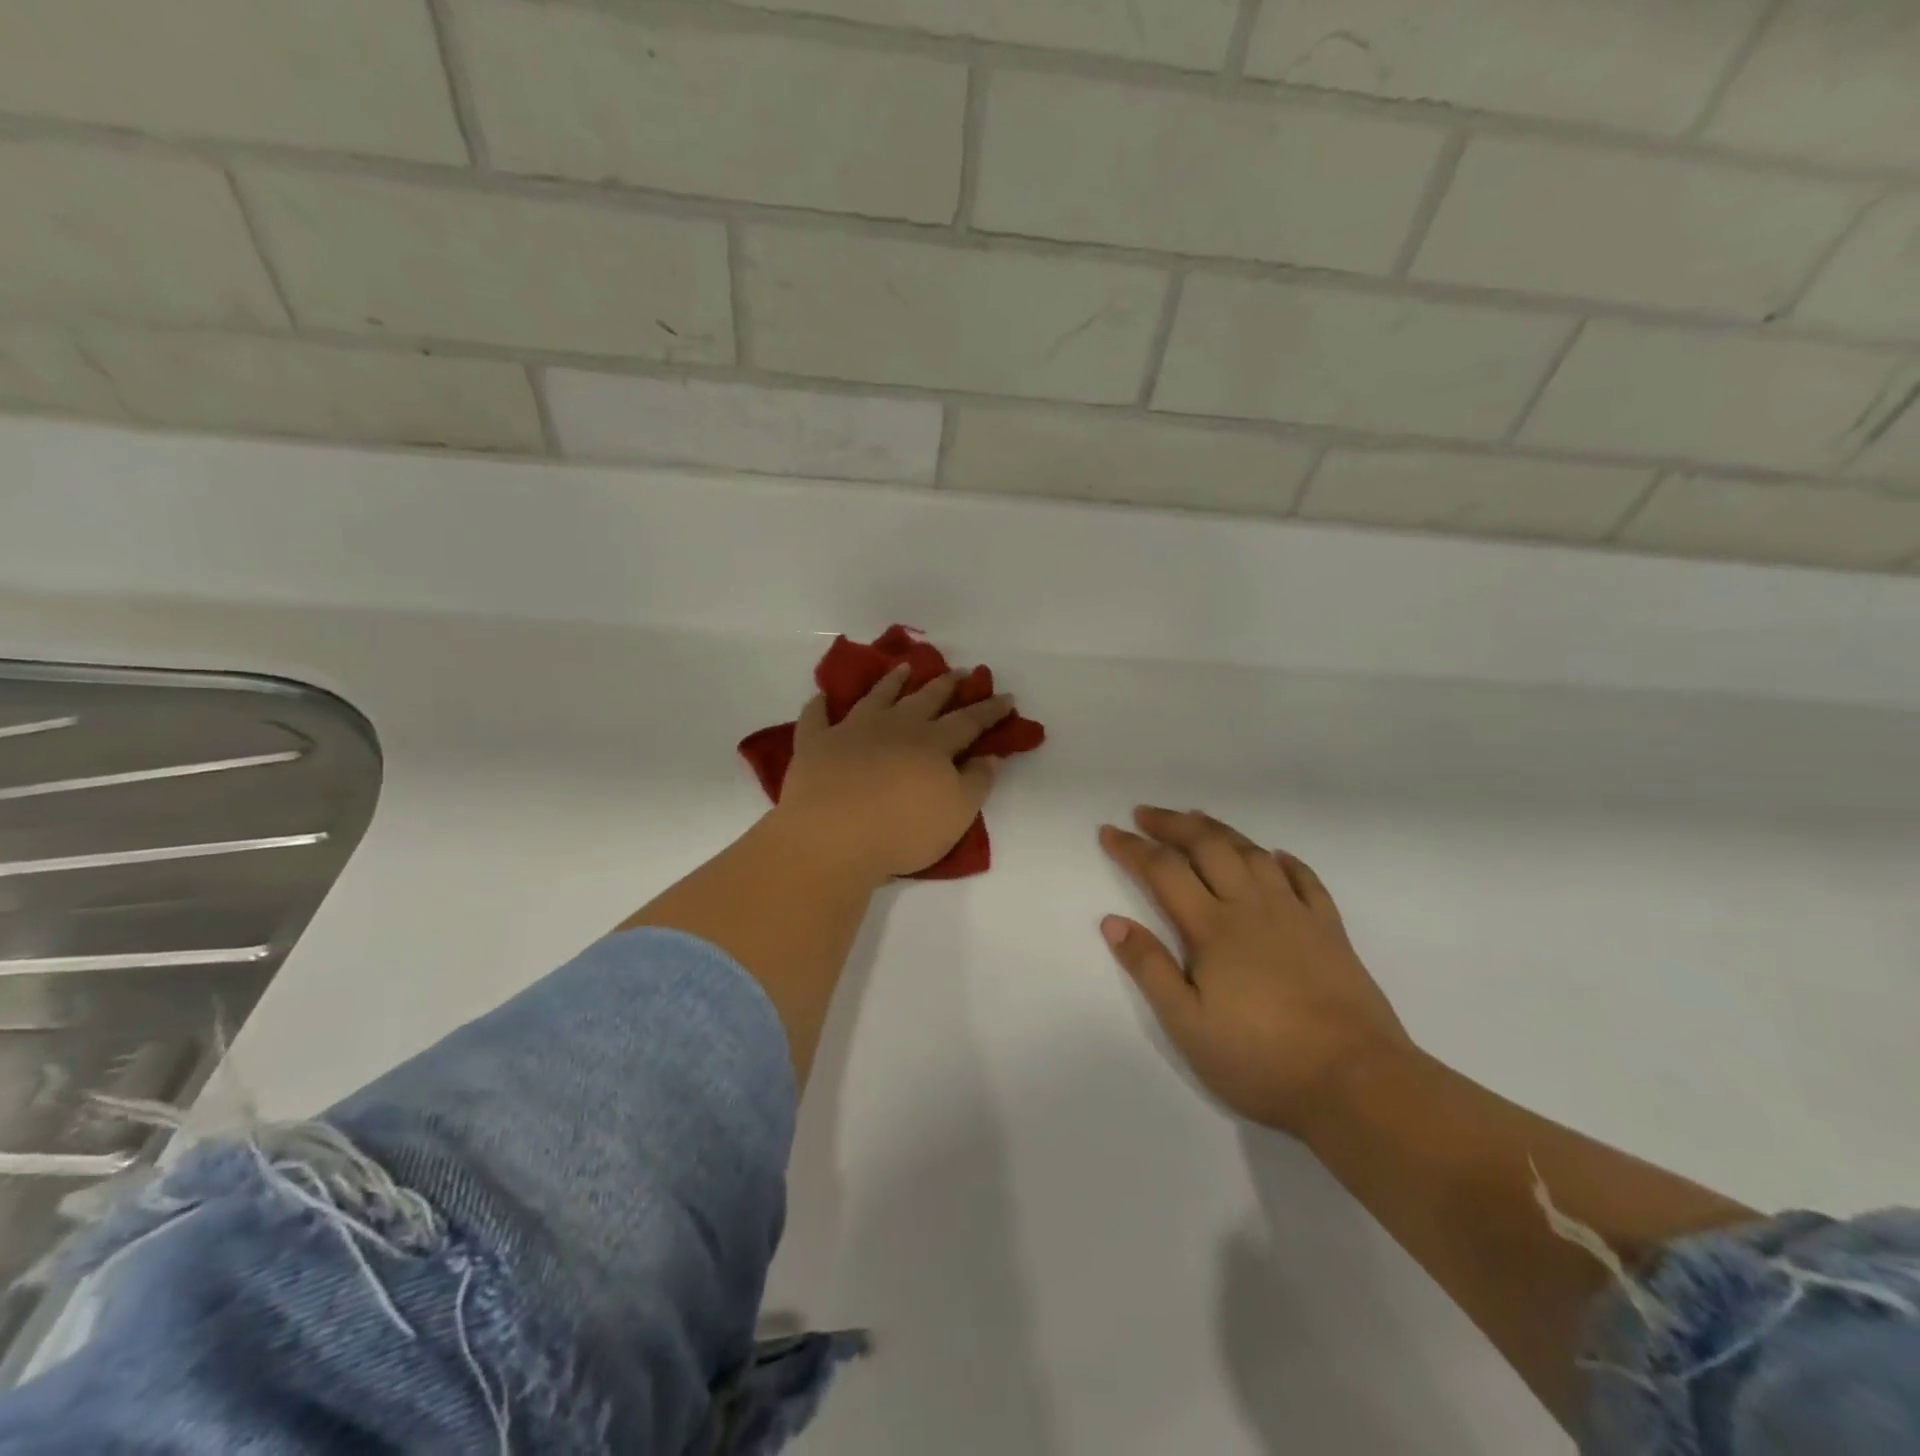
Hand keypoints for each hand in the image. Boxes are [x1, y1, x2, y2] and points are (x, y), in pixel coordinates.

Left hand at [775, 664, 1013, 882]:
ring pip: (877, 696)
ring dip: (893, 681)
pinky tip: (822, 697)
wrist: (832, 835)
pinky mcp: (816, 743)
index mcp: (933, 743)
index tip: (1006, 696)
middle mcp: (896, 727)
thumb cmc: (902, 830)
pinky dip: (820, 706)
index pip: (969, 721)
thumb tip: (990, 756)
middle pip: (926, 699)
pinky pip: (816, 717)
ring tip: (905, 668)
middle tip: (959, 671)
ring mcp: (852, 730)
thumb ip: (976, 782)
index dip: (990, 709)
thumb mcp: (957, 814)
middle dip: (946, 685)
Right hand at [1098, 807, 1411, 1135]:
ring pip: (1252, 854)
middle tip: (1145, 813)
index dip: (1133, 848)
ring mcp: (1295, 915)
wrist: (1356, 1082)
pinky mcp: (1330, 931)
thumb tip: (1112, 921)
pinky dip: (1285, 861)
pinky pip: (1305, 880)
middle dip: (1173, 824)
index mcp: (1212, 929)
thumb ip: (1150, 968)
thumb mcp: (1188, 1025)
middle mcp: (1250, 908)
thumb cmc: (1260, 1059)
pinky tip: (1275, 856)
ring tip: (1198, 820)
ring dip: (1220, 831)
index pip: (1163, 871)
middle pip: (1207, 847)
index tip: (1109, 831)